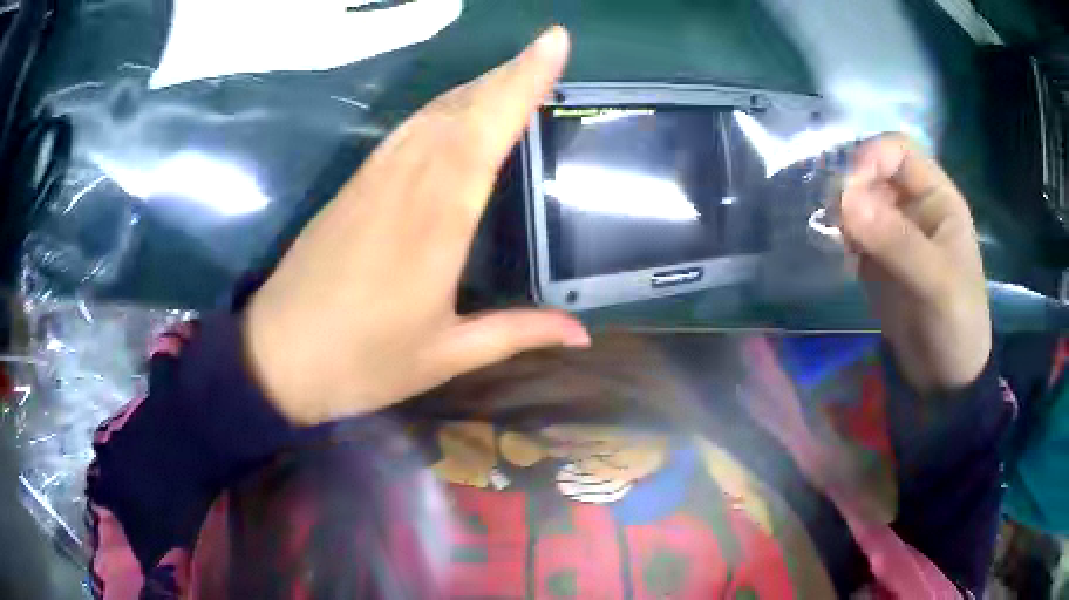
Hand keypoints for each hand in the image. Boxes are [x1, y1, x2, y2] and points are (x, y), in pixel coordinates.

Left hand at [243, 28, 589, 424]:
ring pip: (430, 113)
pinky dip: (437, 109)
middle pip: (460, 110)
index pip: (485, 132)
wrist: (276, 358)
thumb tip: (583, 334)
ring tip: (512, 73)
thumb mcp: (446, 356)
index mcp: (435, 222)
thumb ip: (517, 333)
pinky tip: (453, 109)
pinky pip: (404, 131)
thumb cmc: (361, 362)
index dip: (521, 83)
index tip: (553, 43)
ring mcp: (372, 180)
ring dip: (474, 86)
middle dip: (507, 74)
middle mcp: (405, 185)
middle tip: (546, 51)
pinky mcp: (352, 186)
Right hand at [841, 134, 990, 392]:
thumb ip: (897, 241)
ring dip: (841, 212)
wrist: (945, 378)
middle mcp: (913, 206)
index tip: (850, 189)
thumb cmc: (956, 323)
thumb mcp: (935, 282)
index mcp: (937, 198)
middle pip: (872, 172)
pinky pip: (852, 232)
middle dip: (851, 187)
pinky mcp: (877, 258)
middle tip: (835, 218)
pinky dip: (839, 235)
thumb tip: (845, 200)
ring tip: (835, 238)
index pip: (898, 151)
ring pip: (858, 200)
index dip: (872, 158)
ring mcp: (893, 232)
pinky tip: (838, 252)